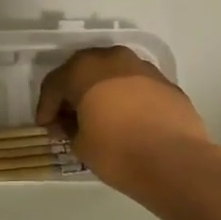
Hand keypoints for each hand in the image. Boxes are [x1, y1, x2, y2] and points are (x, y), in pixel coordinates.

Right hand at [35, 46, 215, 195]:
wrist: (175, 161)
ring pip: (112, 75)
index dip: (46, 107)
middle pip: (83, 72)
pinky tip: (126, 121)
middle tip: (68, 119)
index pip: (55, 84)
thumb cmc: (117, 151)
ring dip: (101, 92)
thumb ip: (70, 128)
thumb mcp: (80, 145)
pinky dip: (125, 98)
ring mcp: (143, 68)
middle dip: (73, 94)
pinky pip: (135, 86)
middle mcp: (113, 59)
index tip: (45, 127)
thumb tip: (73, 124)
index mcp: (84, 69)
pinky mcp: (166, 83)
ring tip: (99, 118)